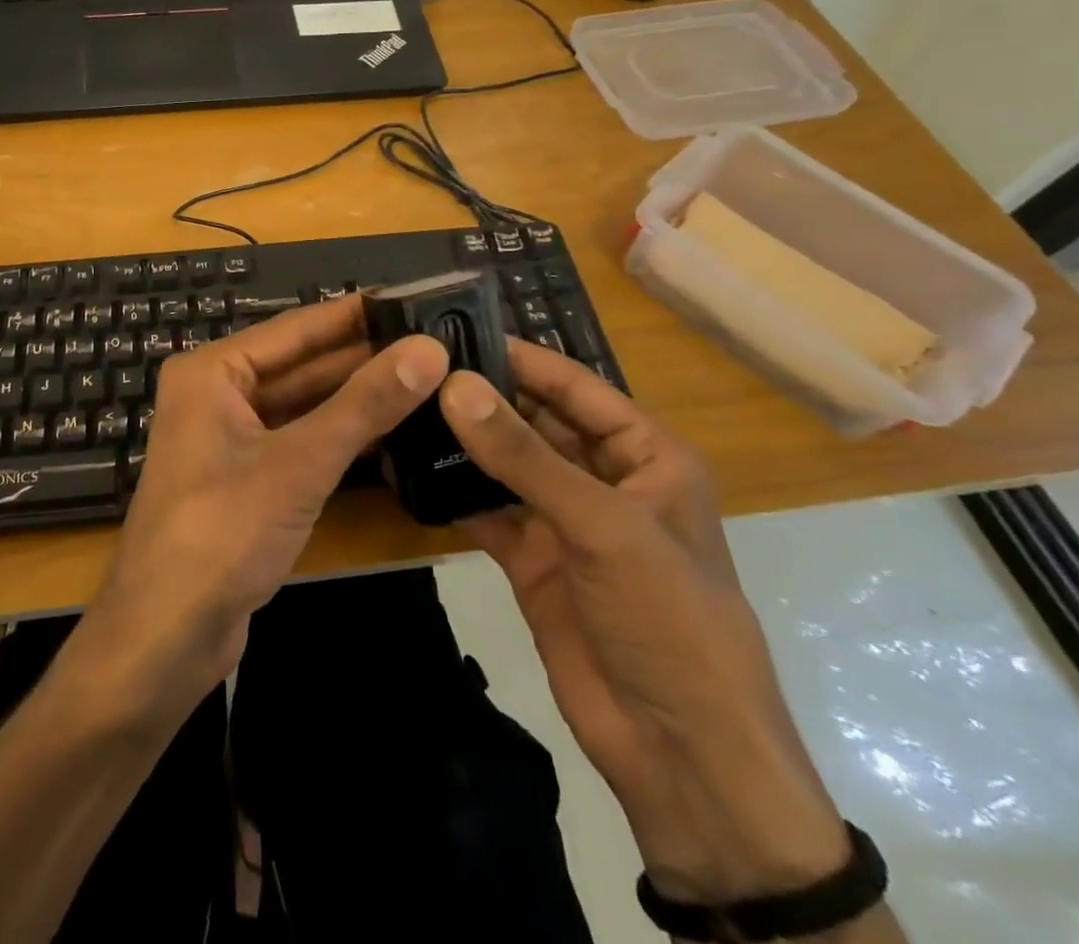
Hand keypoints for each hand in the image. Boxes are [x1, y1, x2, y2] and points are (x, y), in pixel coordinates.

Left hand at [75, 298, 449, 712]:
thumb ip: (364, 405)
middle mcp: (218, 395)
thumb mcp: (299, 463)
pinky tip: (394, 431)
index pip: (295, 328)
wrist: (167, 634)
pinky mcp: (248, 480)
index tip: (413, 299)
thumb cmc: (221, 532)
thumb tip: (429, 349)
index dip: (354, 314)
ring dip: (357, 399)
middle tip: (436, 343)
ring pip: (304, 406)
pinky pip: (301, 442)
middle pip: (301, 366)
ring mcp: (232, 440)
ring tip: (430, 380)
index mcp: (212, 372)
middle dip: (363, 358)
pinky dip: (341, 437)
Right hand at [440, 341, 849, 905]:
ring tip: (398, 404)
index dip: (518, 356)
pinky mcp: (529, 557)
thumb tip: (453, 384)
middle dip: (481, 394)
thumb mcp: (602, 526)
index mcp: (644, 456)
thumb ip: (524, 455)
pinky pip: (484, 509)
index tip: (451, 327)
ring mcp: (562, 519)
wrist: (680, 752)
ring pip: (504, 463)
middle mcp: (602, 477)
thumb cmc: (668, 619)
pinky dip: (450, 490)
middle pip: (534, 420)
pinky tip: (407, 465)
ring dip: (460, 440)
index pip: (573, 386)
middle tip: (411, 365)